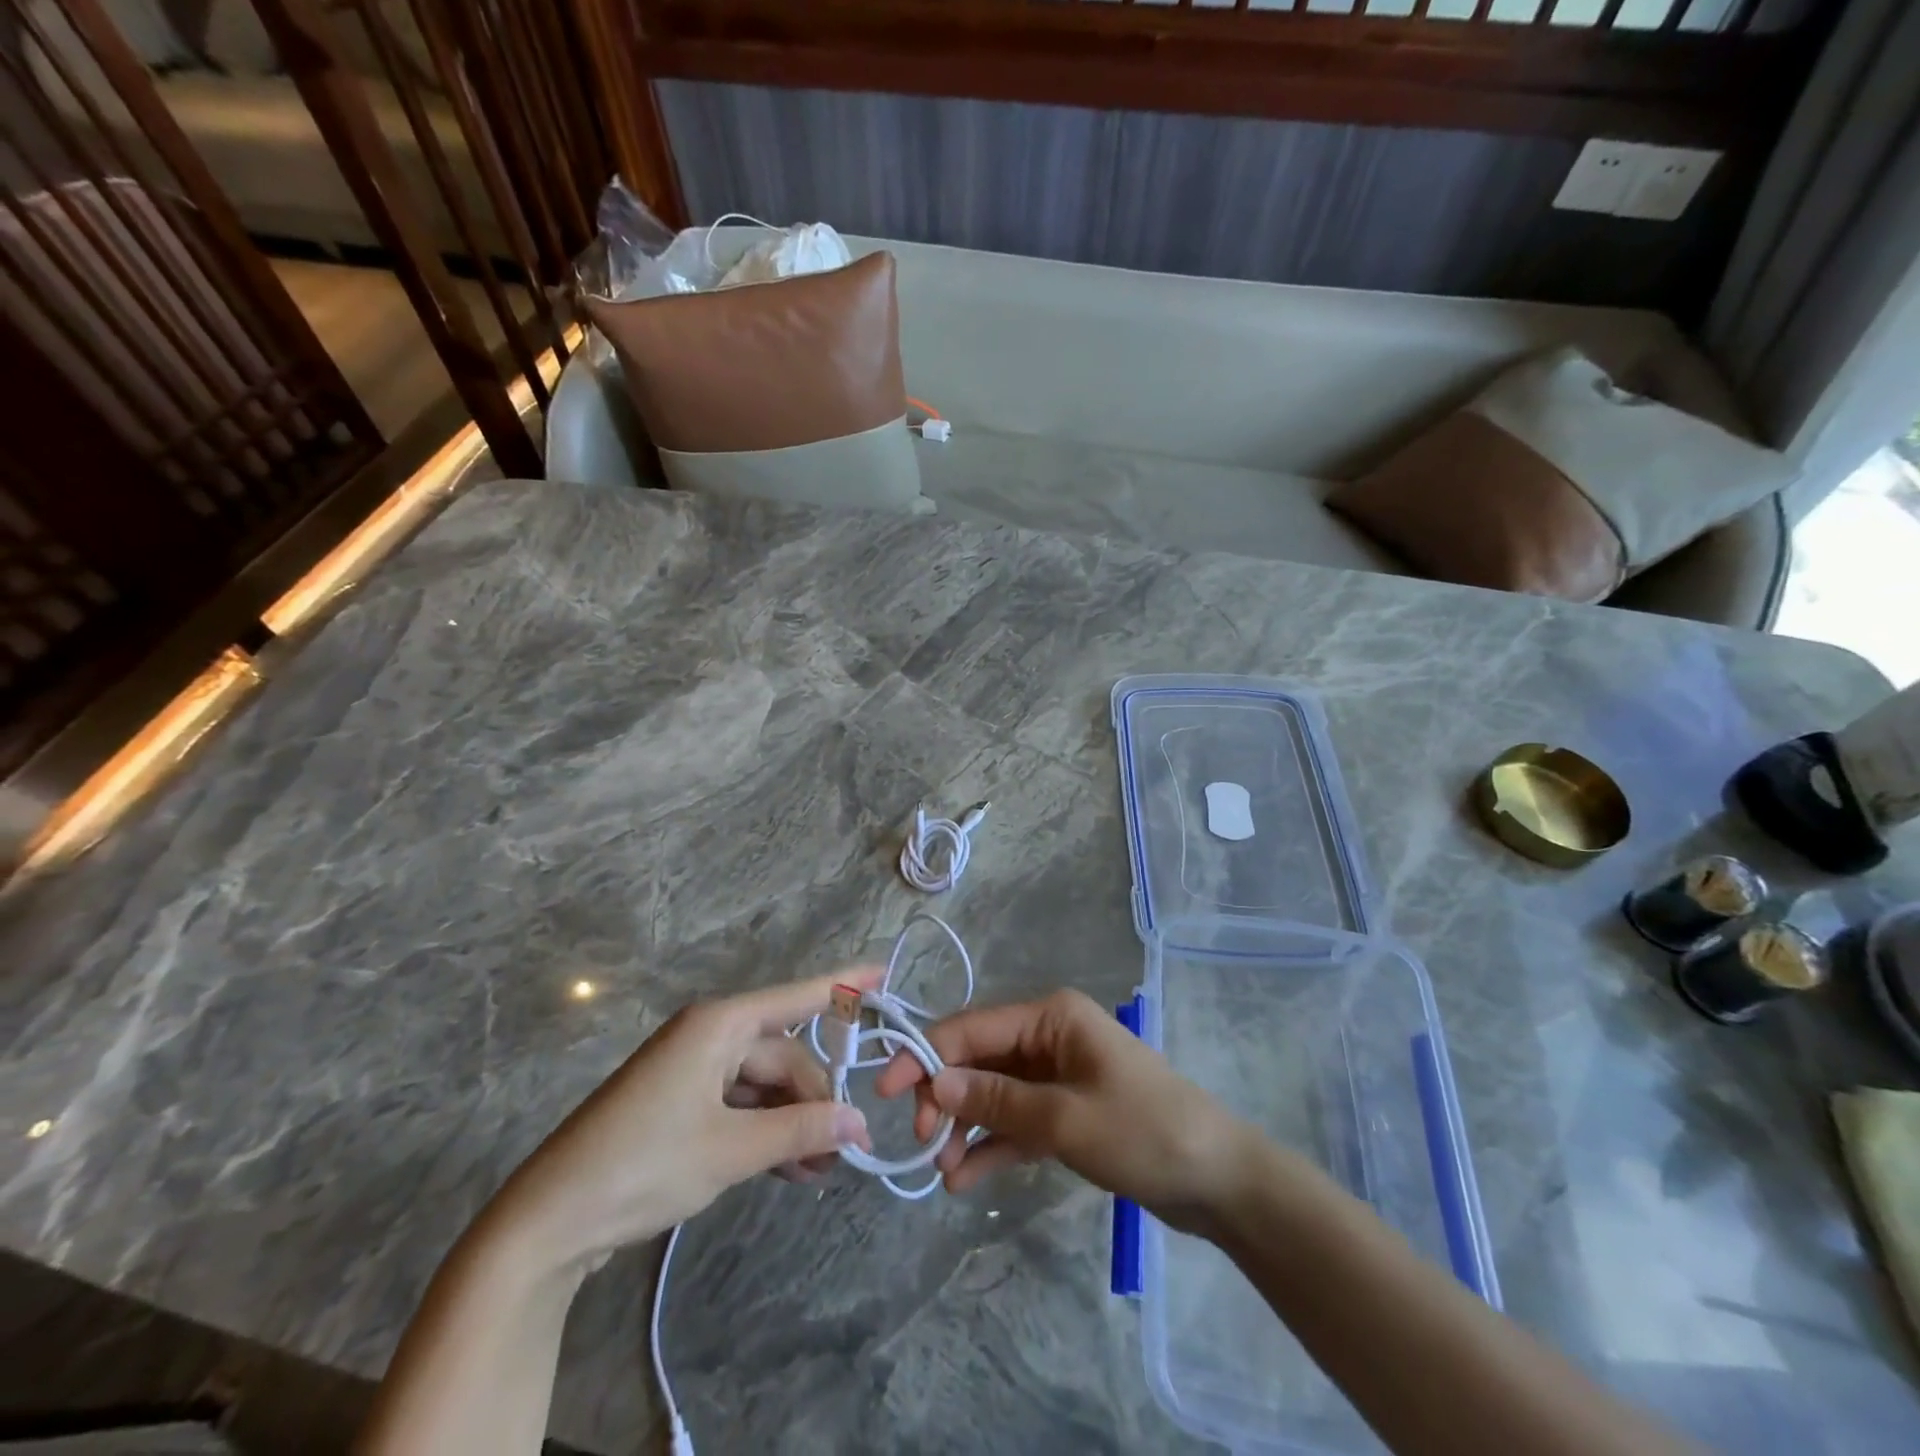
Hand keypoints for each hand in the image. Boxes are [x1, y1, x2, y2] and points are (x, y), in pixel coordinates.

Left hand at [492, 969, 878, 1271]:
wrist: (549, 1222)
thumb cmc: (644, 1164)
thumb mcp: (731, 1148)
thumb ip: (800, 1128)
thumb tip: (859, 1125)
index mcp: (720, 1024)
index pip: (798, 995)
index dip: (845, 983)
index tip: (886, 971)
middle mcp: (710, 1035)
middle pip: (784, 1054)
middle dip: (816, 1099)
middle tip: (843, 1151)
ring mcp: (693, 1069)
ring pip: (764, 1084)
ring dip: (793, 1122)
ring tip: (820, 1170)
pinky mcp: (681, 1102)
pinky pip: (741, 1104)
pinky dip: (765, 1131)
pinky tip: (791, 1168)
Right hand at [874, 988, 1254, 1233]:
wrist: (1219, 1181)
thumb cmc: (1143, 1132)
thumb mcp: (1064, 1119)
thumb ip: (995, 1101)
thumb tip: (932, 1084)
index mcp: (1051, 1016)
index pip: (973, 1027)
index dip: (926, 1055)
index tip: (886, 1093)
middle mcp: (1050, 1035)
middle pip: (980, 1059)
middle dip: (946, 1096)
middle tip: (922, 1143)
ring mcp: (1058, 1074)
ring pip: (994, 1093)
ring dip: (965, 1127)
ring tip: (941, 1170)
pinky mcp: (1067, 1111)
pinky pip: (1017, 1122)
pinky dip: (993, 1146)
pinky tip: (964, 1178)